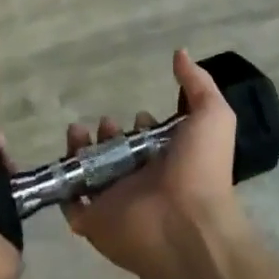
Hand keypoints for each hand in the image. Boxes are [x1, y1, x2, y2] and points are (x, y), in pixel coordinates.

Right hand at [62, 50, 247, 278]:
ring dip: (81, 149)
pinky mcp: (94, 220)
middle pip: (117, 151)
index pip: (150, 139)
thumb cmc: (201, 169)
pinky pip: (72, 201)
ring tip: (78, 131)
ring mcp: (116, 201)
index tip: (140, 114)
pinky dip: (66, 183)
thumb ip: (198, 83)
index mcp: (169, 159)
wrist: (187, 226)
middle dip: (108, 132)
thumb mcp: (212, 115)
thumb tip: (180, 52)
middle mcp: (142, 179)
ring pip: (91, 171)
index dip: (143, 123)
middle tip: (107, 123)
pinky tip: (68, 158)